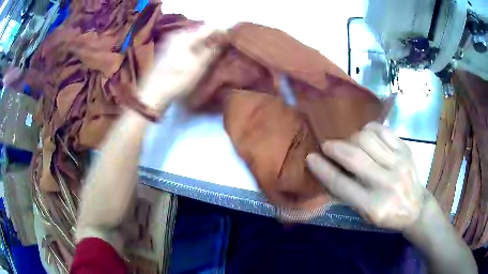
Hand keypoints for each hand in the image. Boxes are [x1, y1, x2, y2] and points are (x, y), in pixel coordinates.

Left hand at [139, 25, 222, 112]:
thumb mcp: (198, 67)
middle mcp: (176, 35)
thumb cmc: (177, 80)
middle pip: (199, 32)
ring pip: (191, 39)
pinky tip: (196, 56)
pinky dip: (193, 48)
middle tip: (222, 46)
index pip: (208, 28)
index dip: (220, 31)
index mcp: (185, 36)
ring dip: (202, 44)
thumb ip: (212, 51)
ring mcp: (169, 42)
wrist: (152, 94)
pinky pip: (184, 44)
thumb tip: (223, 40)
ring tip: (211, 52)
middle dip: (211, 37)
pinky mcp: (166, 50)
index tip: (229, 38)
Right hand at [306, 122, 426, 230]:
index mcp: (373, 206)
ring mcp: (398, 163)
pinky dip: (369, 129)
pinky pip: (382, 130)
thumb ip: (348, 193)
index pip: (341, 184)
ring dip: (351, 138)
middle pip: (354, 157)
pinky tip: (366, 135)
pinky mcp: (405, 150)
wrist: (416, 207)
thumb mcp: (365, 214)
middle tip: (327, 146)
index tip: (310, 157)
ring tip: (350, 144)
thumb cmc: (388, 215)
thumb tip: (328, 169)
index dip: (323, 169)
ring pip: (367, 139)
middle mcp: (386, 184)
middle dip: (334, 148)